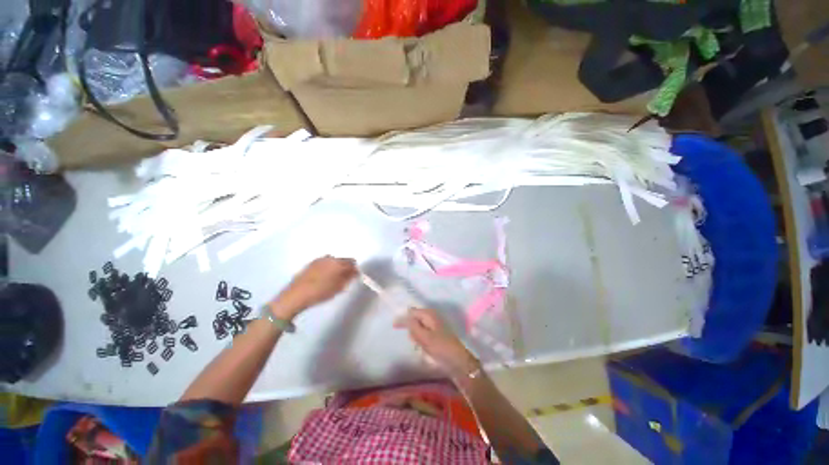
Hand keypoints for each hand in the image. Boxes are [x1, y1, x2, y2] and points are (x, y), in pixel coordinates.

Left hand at [271, 256, 357, 318]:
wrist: (296, 295)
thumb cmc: (320, 292)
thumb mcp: (338, 287)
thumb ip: (349, 278)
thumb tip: (354, 273)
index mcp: (338, 263)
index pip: (352, 263)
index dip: (355, 270)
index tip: (355, 277)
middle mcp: (330, 258)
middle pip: (343, 260)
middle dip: (347, 267)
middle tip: (346, 279)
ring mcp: (320, 259)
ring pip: (334, 261)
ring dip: (337, 267)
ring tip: (334, 279)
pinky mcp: (312, 263)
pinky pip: (325, 263)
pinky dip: (329, 268)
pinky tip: (324, 277)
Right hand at [395, 308, 479, 377]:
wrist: (457, 360)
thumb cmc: (440, 347)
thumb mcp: (424, 337)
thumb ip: (412, 326)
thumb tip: (403, 317)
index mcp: (429, 314)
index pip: (411, 312)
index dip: (402, 318)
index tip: (393, 327)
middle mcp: (431, 316)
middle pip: (414, 320)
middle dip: (412, 330)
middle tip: (416, 341)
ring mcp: (434, 325)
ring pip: (418, 328)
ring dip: (417, 337)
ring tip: (422, 346)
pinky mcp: (436, 334)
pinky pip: (423, 335)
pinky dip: (421, 341)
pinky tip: (424, 348)